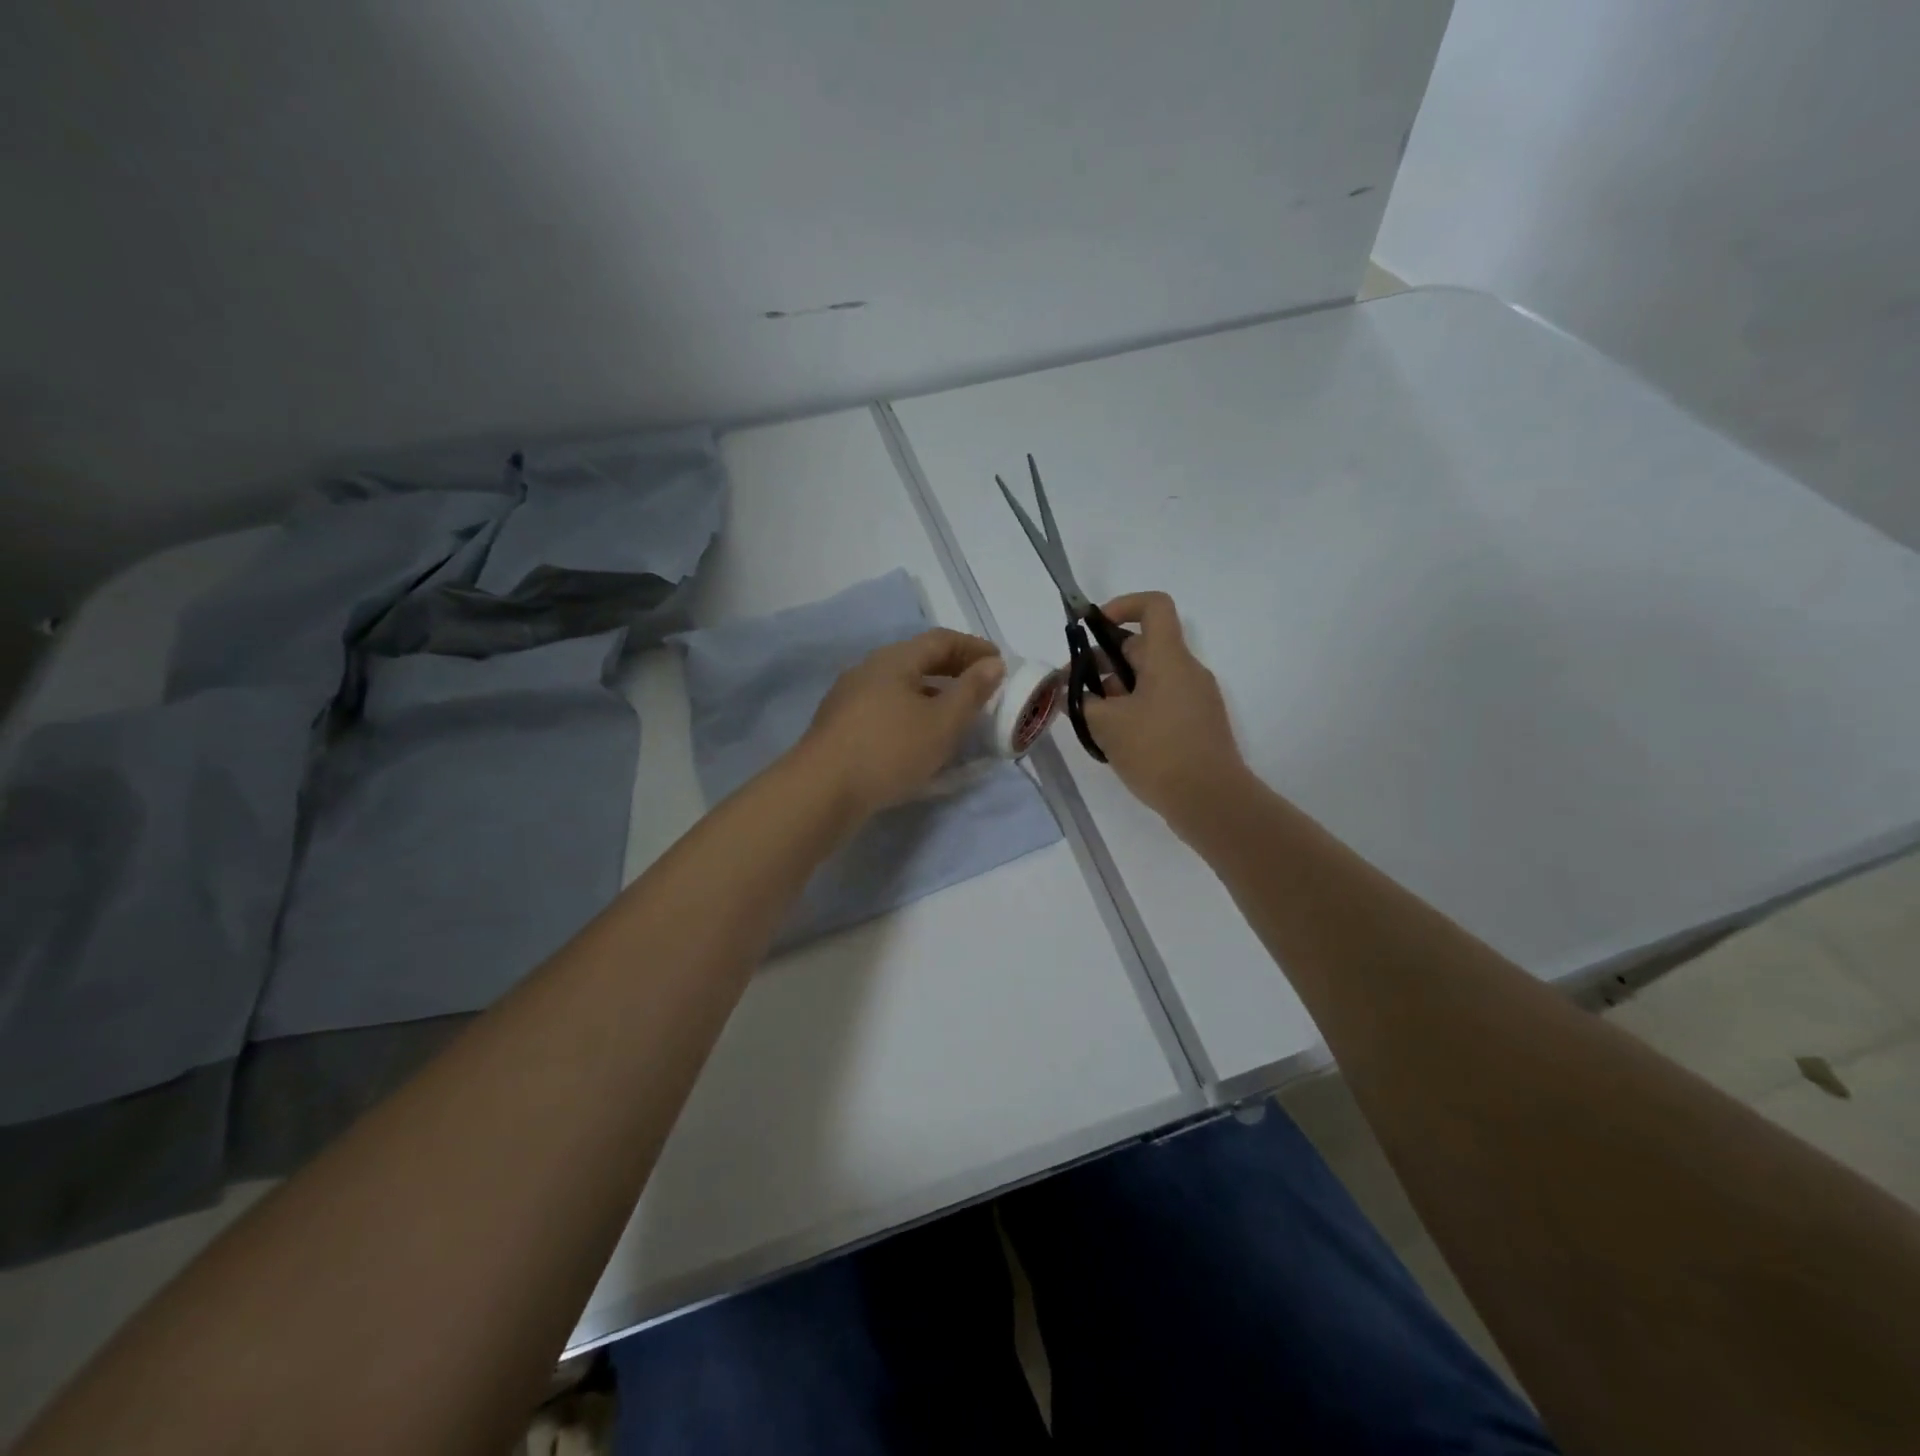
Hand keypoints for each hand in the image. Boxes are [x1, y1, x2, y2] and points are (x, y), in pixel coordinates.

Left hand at [796, 628, 1006, 817]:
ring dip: (932, 692)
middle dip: (953, 669)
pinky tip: (919, 735)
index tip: (999, 662)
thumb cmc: (889, 750)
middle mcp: (868, 669)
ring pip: (900, 684)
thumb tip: (993, 664)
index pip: (941, 640)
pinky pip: (885, 705)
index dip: (973, 648)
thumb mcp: (942, 722)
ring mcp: (849, 696)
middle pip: (918, 659)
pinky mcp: (840, 724)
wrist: (822, 790)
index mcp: (894, 659)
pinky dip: (911, 710)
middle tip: (981, 685)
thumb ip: (971, 691)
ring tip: (955, 713)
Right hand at [1083, 592, 1248, 825]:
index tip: (1093, 629)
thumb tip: (1066, 691)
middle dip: (1103, 661)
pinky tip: (1114, 738)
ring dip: (1116, 689)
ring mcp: (1195, 699)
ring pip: (1149, 678)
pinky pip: (1161, 702)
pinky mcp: (1197, 725)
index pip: (1154, 606)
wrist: (1211, 801)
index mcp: (1168, 658)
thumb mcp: (1106, 725)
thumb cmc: (1157, 752)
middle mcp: (1187, 671)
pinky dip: (1135, 709)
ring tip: (1089, 719)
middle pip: (1143, 647)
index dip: (1122, 606)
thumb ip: (1080, 702)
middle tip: (1074, 689)